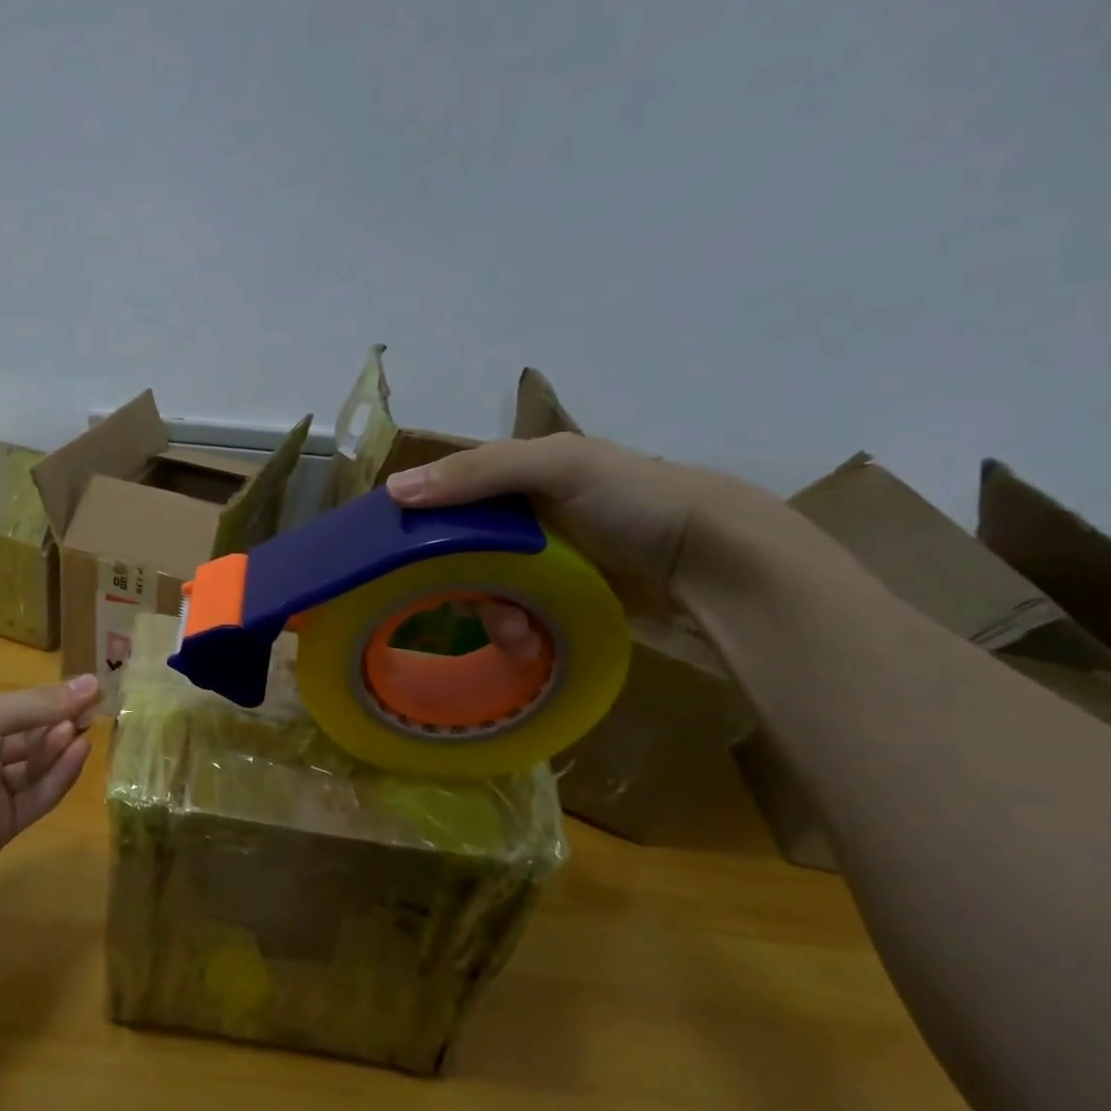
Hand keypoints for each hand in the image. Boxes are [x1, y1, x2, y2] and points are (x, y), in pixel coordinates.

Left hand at [0, 676, 102, 898]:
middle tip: (95, 711)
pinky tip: (78, 754)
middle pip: (30, 736)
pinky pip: (37, 797)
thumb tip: (91, 682)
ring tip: (83, 732)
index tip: (92, 689)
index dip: (53, 698)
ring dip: (59, 748)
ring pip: (36, 766)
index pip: (19, 707)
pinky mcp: (3, 825)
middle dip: (60, 722)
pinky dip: (58, 776)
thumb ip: (39, 704)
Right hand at [386, 434, 794, 620]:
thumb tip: (395, 489)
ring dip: (492, 617)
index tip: (402, 565)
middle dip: (462, 587)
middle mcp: (518, 516)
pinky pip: (515, 615)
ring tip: (518, 638)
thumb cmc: (634, 498)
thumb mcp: (558, 465)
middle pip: (459, 554)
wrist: (715, 556)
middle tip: (475, 610)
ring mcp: (539, 559)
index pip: (444, 499)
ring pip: (485, 590)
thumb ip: (478, 471)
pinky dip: (517, 632)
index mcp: (513, 476)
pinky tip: (531, 645)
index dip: (420, 528)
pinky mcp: (558, 595)